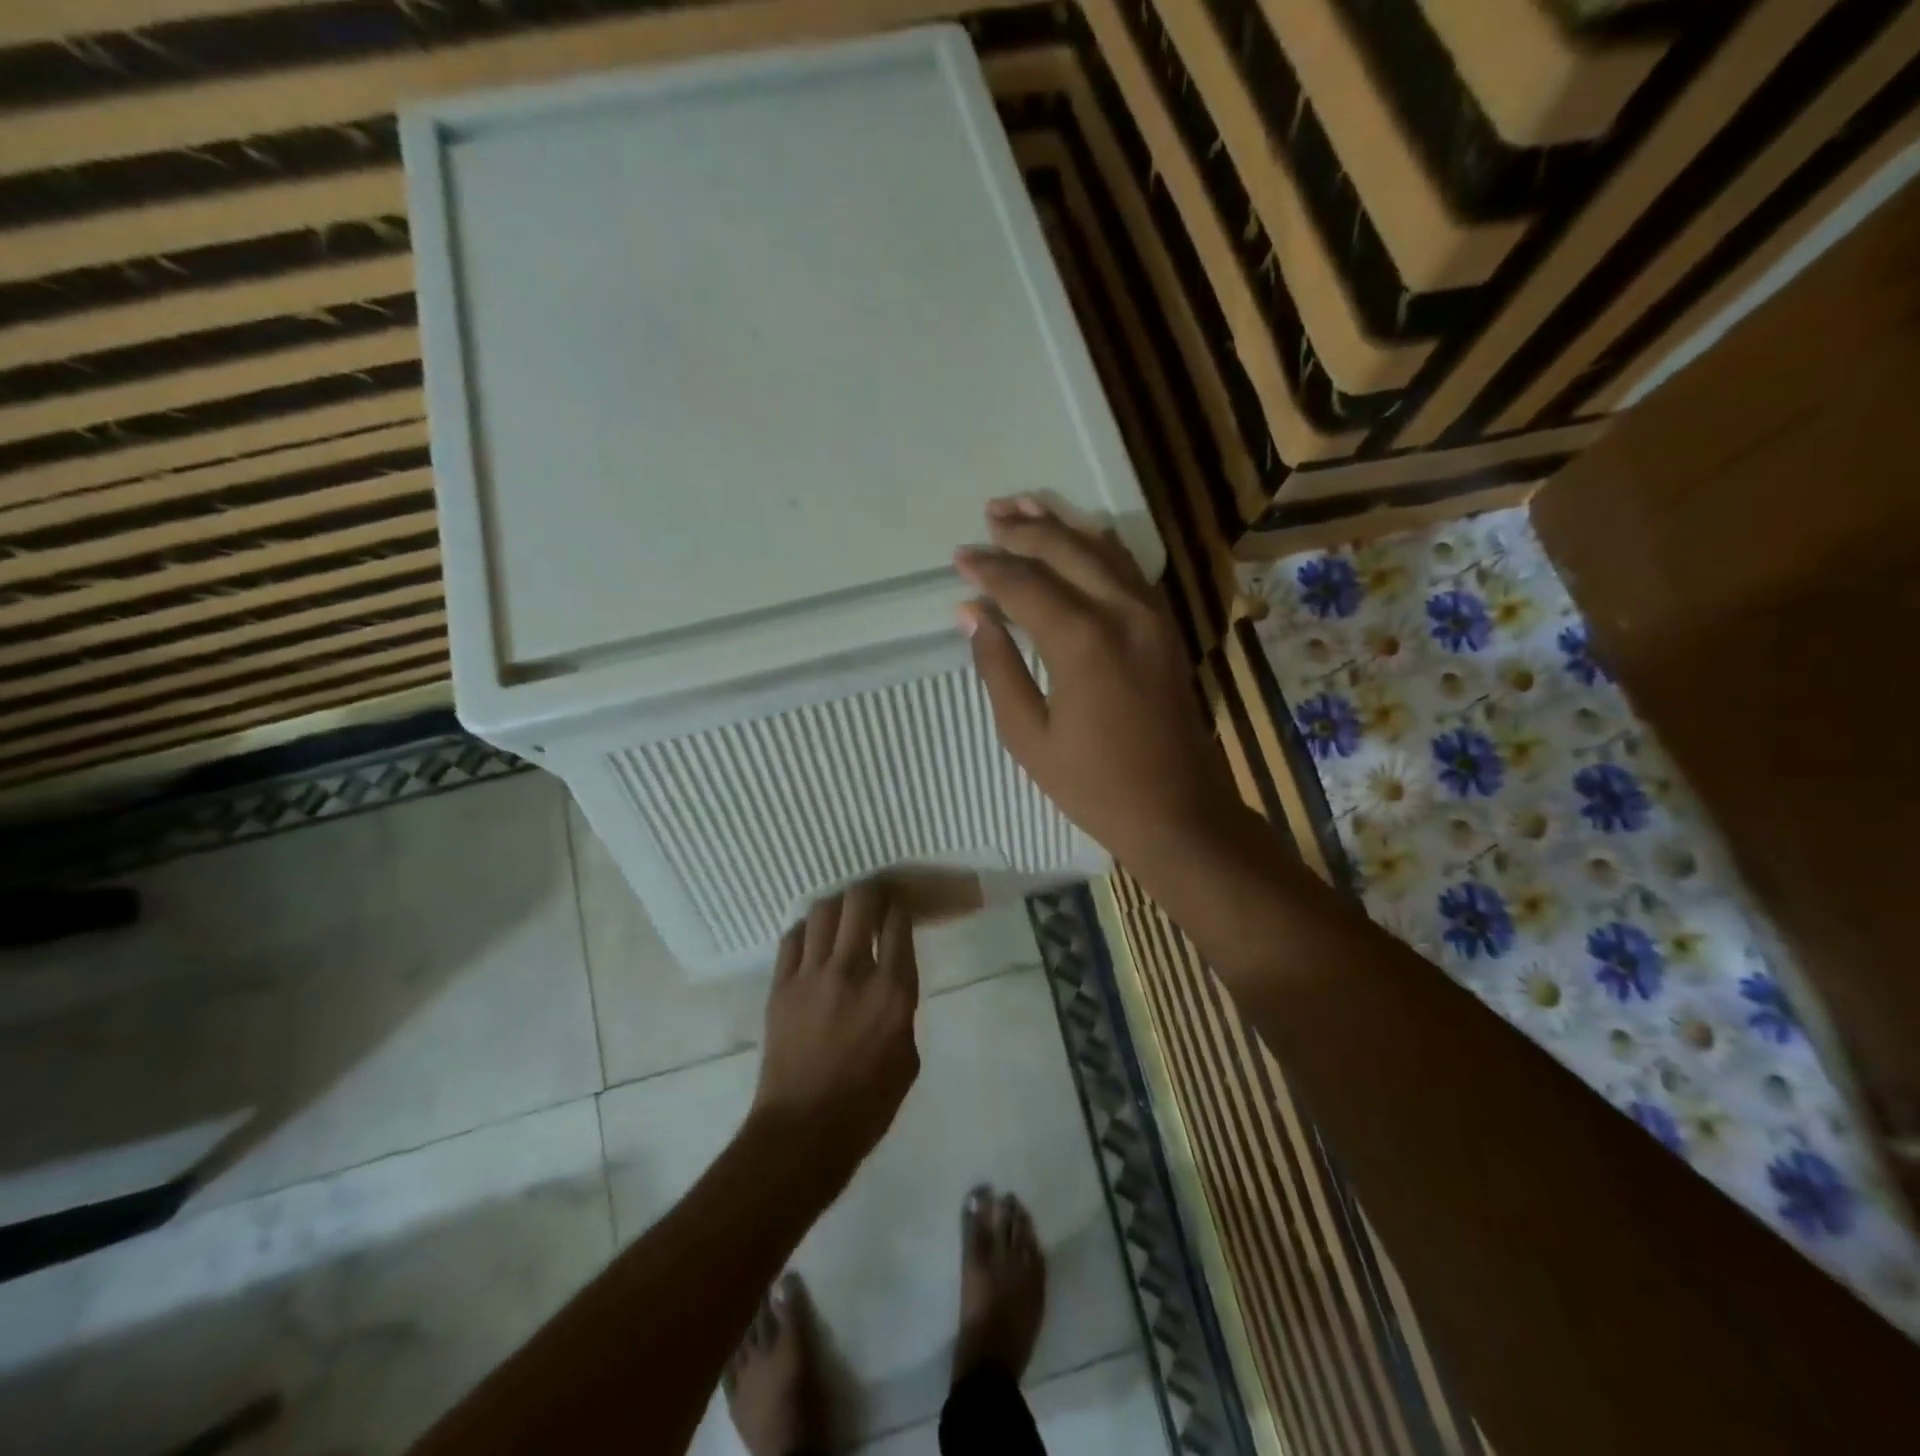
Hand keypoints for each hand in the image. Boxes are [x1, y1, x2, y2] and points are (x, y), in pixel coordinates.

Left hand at [752, 879, 921, 1180]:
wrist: (804, 1131)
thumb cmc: (867, 1105)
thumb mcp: (907, 1057)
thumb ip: (901, 1009)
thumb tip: (889, 982)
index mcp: (892, 990)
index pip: (898, 922)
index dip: (901, 907)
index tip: (900, 908)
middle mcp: (853, 971)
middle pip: (860, 901)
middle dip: (871, 890)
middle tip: (874, 897)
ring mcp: (811, 975)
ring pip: (822, 911)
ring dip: (837, 906)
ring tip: (842, 915)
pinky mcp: (781, 986)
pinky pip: (792, 938)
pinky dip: (806, 931)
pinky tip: (812, 939)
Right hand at [954, 496, 1244, 873]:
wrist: (1179, 812)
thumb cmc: (1094, 785)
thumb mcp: (1028, 736)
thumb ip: (998, 667)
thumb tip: (970, 612)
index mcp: (1082, 641)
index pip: (1024, 585)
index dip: (989, 568)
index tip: (960, 556)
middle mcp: (1121, 612)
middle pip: (1066, 551)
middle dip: (1024, 530)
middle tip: (990, 515)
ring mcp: (1152, 615)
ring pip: (1103, 550)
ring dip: (1062, 527)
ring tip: (1025, 508)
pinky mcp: (1167, 627)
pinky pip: (1130, 569)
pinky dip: (1099, 546)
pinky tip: (1081, 539)